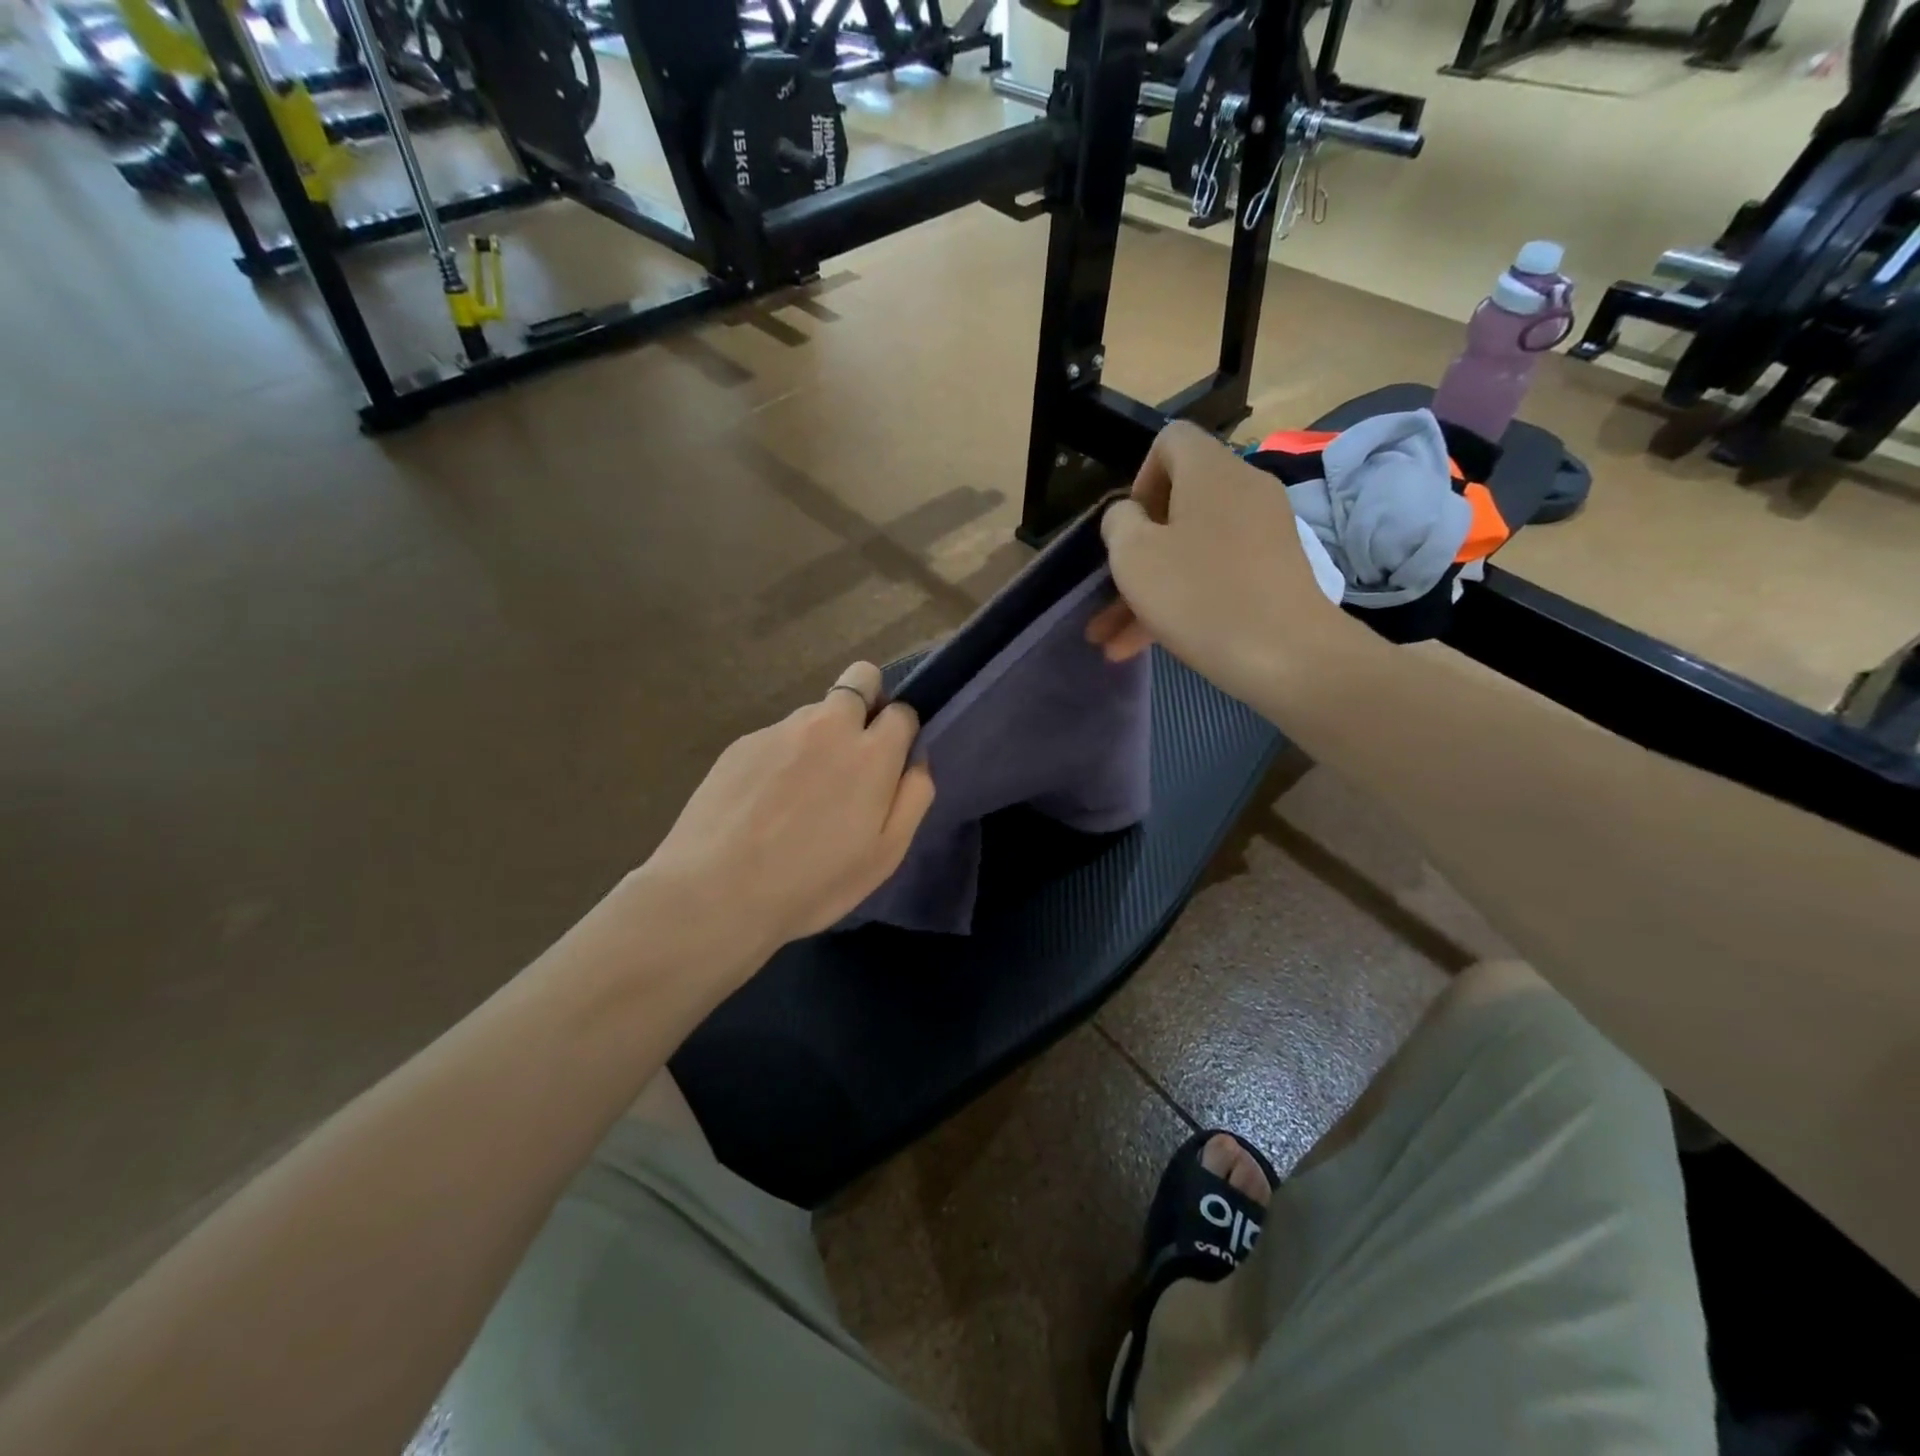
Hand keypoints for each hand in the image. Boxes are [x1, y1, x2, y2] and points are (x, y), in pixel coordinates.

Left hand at [641, 663, 934, 965]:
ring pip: (815, 712)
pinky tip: (763, 802)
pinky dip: (781, 757)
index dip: (901, 733)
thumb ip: (913, 797)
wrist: (715, 893)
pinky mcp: (741, 743)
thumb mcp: (885, 855)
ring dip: (821, 735)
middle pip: (861, 678)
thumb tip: (916, 760)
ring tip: (799, 793)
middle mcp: (828, 726)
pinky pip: (777, 736)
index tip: (890, 764)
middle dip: (867, 701)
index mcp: (871, 753)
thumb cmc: (813, 882)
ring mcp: (780, 730)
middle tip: (853, 755)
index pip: (903, 710)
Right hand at [1086, 422, 1344, 704]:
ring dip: (1147, 593)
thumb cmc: (1198, 594)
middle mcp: (1242, 491)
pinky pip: (1214, 576)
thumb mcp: (1134, 555)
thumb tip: (1129, 516)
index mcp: (1210, 471)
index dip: (1138, 478)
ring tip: (1109, 641)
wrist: (1286, 654)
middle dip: (1134, 555)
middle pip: (1177, 506)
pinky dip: (1180, 603)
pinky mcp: (1272, 573)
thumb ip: (1118, 522)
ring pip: (1190, 552)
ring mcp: (1263, 534)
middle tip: (1107, 594)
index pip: (1170, 441)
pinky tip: (1140, 647)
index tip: (1128, 527)